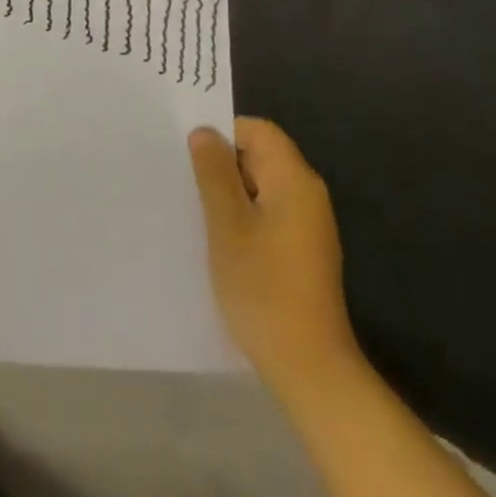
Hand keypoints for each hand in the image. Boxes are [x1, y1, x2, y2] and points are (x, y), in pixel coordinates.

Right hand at [190, 118, 360, 395]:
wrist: (309, 366)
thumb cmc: (263, 288)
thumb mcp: (227, 225)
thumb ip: (214, 173)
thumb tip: (205, 132)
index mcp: (294, 178)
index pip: (258, 130)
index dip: (223, 134)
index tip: (190, 154)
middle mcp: (308, 193)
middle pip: (262, 155)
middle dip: (223, 164)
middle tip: (185, 182)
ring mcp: (310, 224)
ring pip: (263, 186)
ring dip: (231, 192)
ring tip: (197, 211)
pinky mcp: (305, 250)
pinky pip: (270, 213)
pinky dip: (245, 216)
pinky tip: (221, 240)